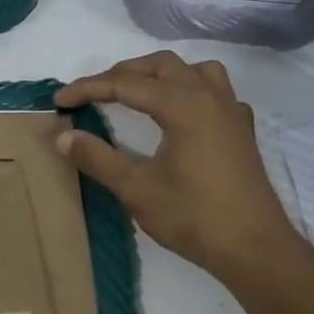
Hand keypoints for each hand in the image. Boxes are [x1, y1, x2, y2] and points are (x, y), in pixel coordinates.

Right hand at [55, 52, 298, 284]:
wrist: (254, 248)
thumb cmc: (193, 217)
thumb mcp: (136, 189)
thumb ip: (98, 158)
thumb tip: (63, 136)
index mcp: (183, 105)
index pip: (125, 84)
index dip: (88, 89)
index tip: (59, 101)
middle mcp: (209, 96)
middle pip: (160, 66)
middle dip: (122, 74)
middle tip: (93, 94)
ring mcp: (231, 111)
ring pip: (193, 70)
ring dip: (160, 74)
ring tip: (137, 93)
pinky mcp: (241, 130)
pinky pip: (215, 90)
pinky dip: (189, 89)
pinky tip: (181, 114)